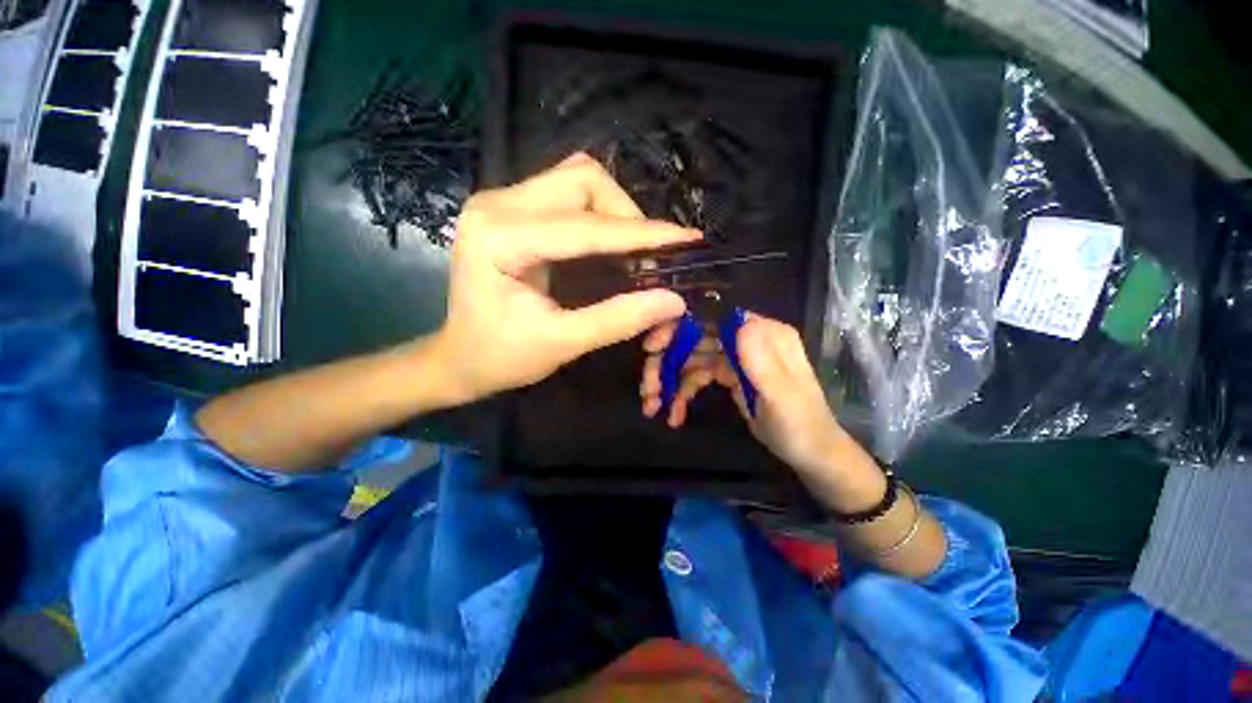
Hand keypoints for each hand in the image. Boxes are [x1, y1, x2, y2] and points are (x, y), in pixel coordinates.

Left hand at [433, 153, 700, 403]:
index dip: (641, 234)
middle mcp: (497, 204)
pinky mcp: (512, 210)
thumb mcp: (561, 343)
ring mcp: (502, 201)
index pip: (585, 226)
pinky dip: (600, 215)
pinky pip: (568, 195)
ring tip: (635, 250)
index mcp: (499, 237)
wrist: (459, 359)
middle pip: (582, 180)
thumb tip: (673, 300)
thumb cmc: (501, 357)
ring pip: (578, 180)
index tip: (686, 240)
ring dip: (615, 211)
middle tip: (650, 257)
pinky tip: (612, 244)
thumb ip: (618, 320)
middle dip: (627, 216)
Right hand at [640, 313, 845, 475]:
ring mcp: (736, 359)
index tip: (653, 348)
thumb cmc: (800, 426)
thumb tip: (738, 322)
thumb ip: (762, 362)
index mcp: (765, 335)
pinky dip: (682, 394)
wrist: (809, 456)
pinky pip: (698, 377)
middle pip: (697, 338)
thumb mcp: (782, 398)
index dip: (681, 328)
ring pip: (693, 359)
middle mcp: (748, 340)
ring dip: (670, 381)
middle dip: (668, 362)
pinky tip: (674, 414)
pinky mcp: (729, 377)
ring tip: (653, 405)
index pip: (715, 318)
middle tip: (647, 387)